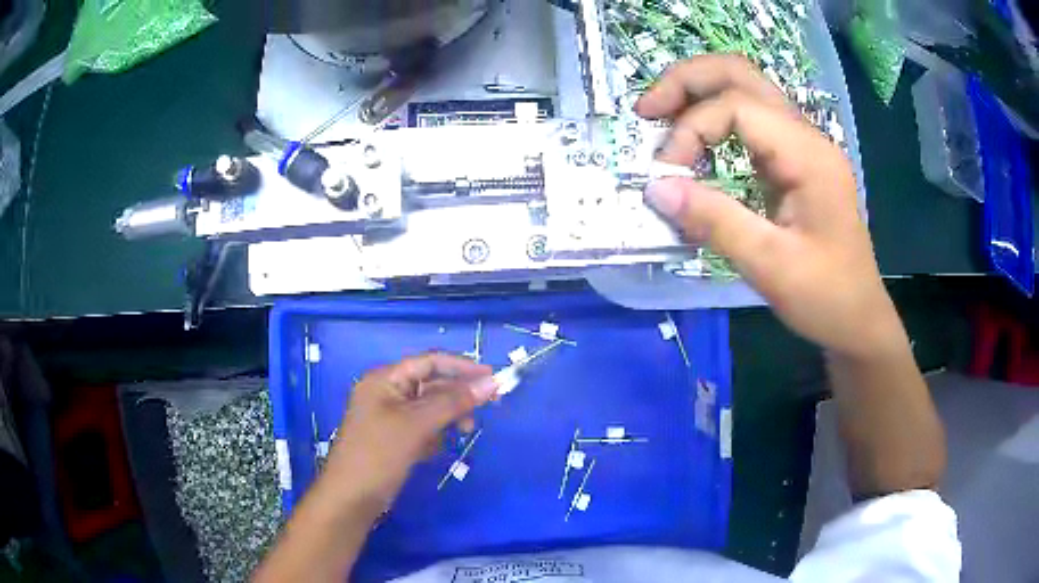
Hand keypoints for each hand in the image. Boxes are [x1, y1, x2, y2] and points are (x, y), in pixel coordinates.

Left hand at [323, 353, 495, 508]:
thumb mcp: (417, 425)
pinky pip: (423, 427)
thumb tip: (492, 382)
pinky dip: (435, 433)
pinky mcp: (394, 438)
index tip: (493, 378)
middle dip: (458, 396)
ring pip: (430, 407)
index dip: (462, 367)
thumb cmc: (379, 455)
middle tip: (489, 408)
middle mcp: (386, 392)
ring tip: (464, 432)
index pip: (430, 362)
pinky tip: (437, 448)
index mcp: (385, 379)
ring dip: (449, 417)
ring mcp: (389, 416)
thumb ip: (454, 402)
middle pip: (431, 384)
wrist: (351, 499)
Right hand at [637, 55, 906, 359]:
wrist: (858, 320)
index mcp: (808, 154)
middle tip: (646, 109)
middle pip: (741, 74)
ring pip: (745, 89)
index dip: (692, 129)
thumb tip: (656, 188)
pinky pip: (750, 121)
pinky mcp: (793, 162)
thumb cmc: (825, 296)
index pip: (737, 106)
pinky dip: (714, 120)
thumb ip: (715, 221)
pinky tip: (695, 143)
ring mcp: (801, 146)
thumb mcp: (770, 266)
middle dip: (688, 81)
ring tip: (660, 118)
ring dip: (698, 94)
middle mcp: (806, 137)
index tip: (667, 175)